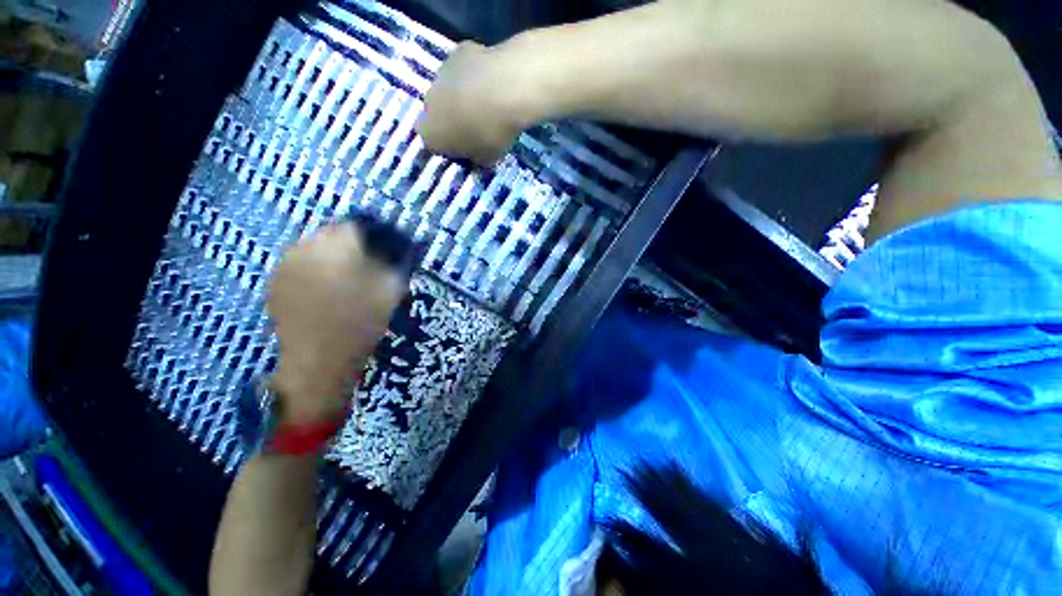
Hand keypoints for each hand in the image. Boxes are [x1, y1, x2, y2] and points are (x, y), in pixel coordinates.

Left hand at [267, 223, 406, 423]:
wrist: (320, 359)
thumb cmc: (361, 323)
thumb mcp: (390, 290)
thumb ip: (394, 263)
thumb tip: (396, 247)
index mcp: (337, 248)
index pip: (355, 225)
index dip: (372, 234)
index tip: (382, 247)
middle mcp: (306, 247)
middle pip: (332, 232)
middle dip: (350, 243)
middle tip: (365, 262)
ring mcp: (286, 264)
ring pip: (314, 246)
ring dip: (331, 254)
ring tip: (345, 275)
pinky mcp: (276, 280)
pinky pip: (299, 262)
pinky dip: (314, 267)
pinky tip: (324, 286)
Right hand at [417, 41, 538, 165]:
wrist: (504, 90)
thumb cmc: (492, 134)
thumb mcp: (486, 159)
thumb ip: (476, 157)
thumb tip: (477, 153)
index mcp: (430, 134)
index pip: (433, 144)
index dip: (449, 146)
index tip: (465, 148)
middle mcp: (427, 103)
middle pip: (437, 114)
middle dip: (452, 119)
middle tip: (476, 126)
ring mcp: (440, 74)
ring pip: (447, 88)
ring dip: (461, 96)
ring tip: (486, 102)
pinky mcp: (457, 52)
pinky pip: (463, 68)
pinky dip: (474, 74)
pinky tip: (492, 80)